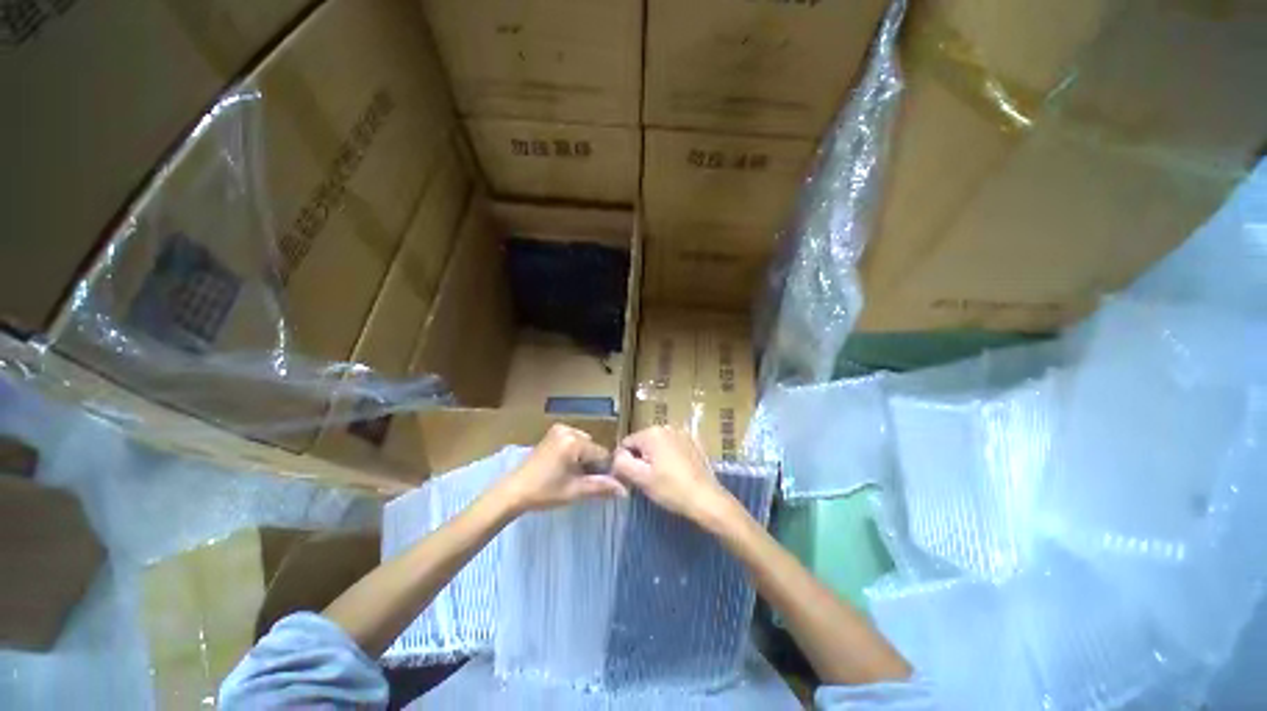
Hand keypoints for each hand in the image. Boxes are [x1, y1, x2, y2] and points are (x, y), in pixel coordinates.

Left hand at [497, 424, 627, 513]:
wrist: (513, 492)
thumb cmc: (544, 492)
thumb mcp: (575, 491)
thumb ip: (601, 487)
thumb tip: (625, 490)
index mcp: (574, 441)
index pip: (602, 454)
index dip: (604, 471)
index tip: (601, 485)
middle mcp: (569, 430)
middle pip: (593, 447)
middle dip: (593, 464)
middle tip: (583, 482)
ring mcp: (559, 429)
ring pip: (584, 444)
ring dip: (584, 458)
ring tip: (573, 476)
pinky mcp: (552, 433)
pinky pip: (574, 441)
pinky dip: (575, 453)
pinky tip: (566, 468)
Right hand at [612, 426, 731, 522]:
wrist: (706, 499)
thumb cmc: (671, 489)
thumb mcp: (640, 478)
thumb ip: (622, 463)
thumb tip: (617, 456)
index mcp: (652, 432)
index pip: (626, 444)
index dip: (626, 462)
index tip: (634, 479)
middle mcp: (667, 427)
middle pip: (643, 443)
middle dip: (642, 459)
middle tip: (649, 480)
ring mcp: (682, 433)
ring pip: (658, 445)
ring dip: (656, 458)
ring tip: (664, 477)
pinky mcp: (694, 442)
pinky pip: (673, 447)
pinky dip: (671, 457)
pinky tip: (677, 473)